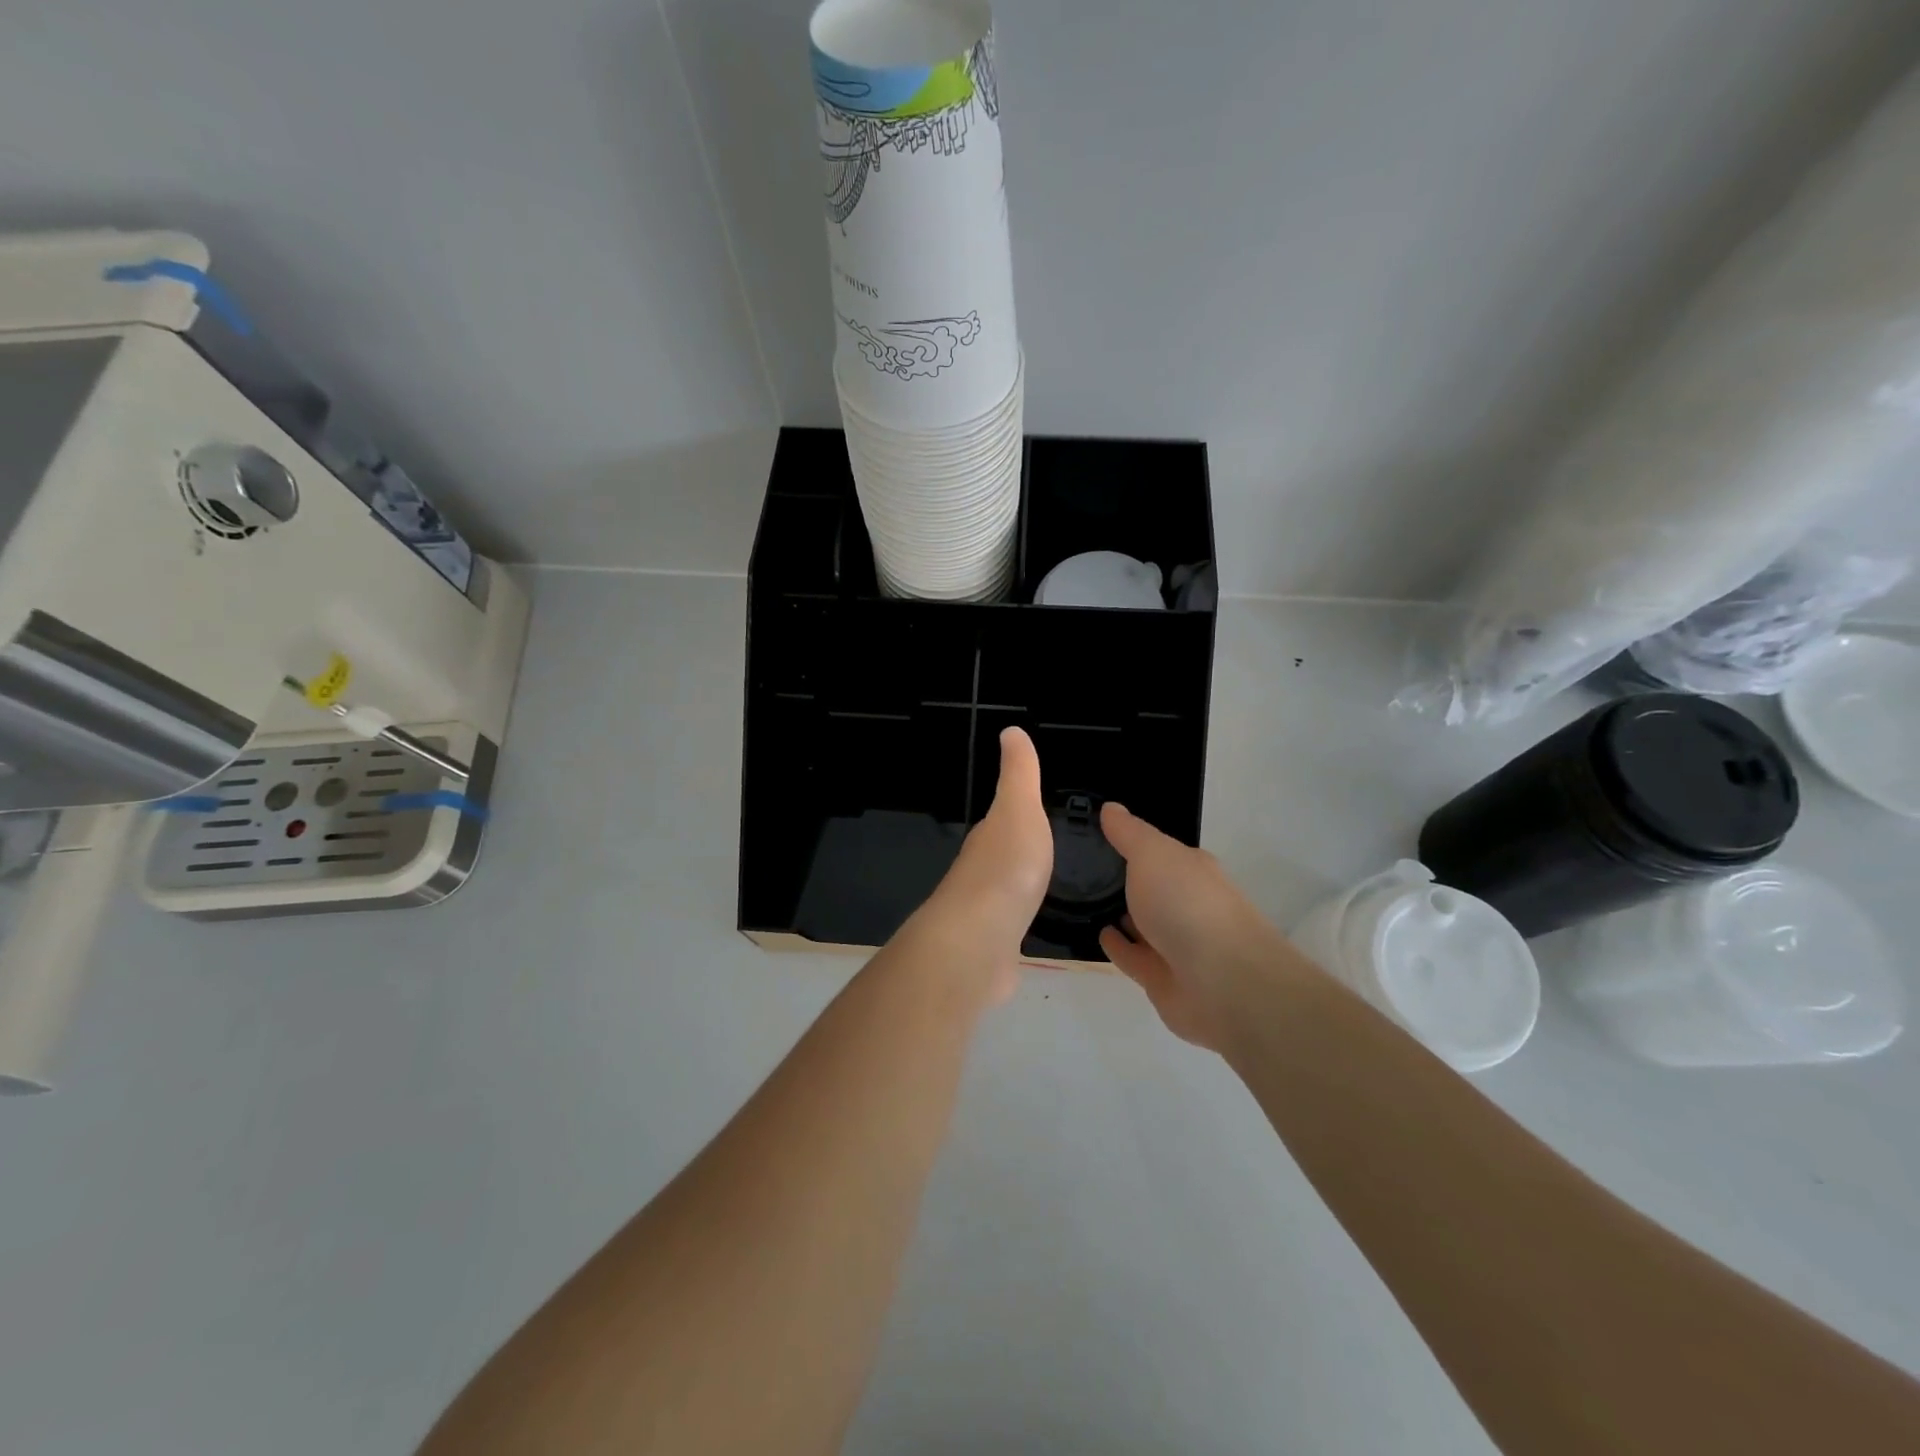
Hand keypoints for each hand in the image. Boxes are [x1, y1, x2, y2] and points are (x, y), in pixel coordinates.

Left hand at [917, 728, 1052, 1002]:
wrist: (979, 941)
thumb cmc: (1006, 868)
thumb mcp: (1019, 808)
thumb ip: (1019, 774)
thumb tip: (1010, 731)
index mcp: (988, 839)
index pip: (1000, 822)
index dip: (1014, 816)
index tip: (1031, 814)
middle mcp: (979, 873)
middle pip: (999, 859)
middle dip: (1016, 855)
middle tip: (1042, 853)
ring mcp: (983, 914)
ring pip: (1003, 895)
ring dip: (1015, 891)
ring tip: (1038, 890)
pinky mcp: (991, 950)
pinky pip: (1008, 931)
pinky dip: (1016, 926)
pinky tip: (1025, 932)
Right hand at [1097, 803, 1295, 1051]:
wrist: (1222, 982)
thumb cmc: (1187, 904)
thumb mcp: (1153, 854)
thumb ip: (1129, 833)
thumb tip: (1109, 807)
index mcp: (1190, 869)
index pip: (1158, 850)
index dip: (1131, 841)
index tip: (1097, 832)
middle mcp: (1186, 903)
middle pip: (1151, 887)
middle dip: (1124, 878)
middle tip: (1080, 866)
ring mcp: (1176, 943)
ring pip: (1141, 923)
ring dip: (1119, 913)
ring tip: (1081, 899)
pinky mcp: (1162, 978)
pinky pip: (1133, 956)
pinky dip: (1118, 945)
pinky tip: (1097, 933)